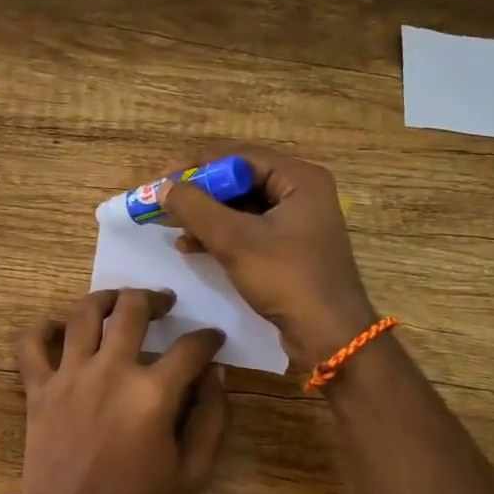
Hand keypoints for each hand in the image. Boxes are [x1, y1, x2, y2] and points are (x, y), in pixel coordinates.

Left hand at [13, 288, 229, 493]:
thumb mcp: (193, 475)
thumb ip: (212, 419)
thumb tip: (215, 374)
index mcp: (153, 394)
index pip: (190, 348)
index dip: (209, 339)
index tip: (214, 340)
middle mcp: (110, 371)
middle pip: (133, 310)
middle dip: (155, 298)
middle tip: (165, 302)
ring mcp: (68, 376)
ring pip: (84, 312)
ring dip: (106, 297)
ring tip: (119, 300)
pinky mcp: (37, 388)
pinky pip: (30, 343)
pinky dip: (42, 328)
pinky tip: (59, 328)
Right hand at [160, 147, 376, 368]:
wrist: (329, 335)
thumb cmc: (287, 279)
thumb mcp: (235, 240)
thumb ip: (196, 209)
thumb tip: (164, 187)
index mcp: (299, 180)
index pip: (239, 158)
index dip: (197, 167)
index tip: (164, 182)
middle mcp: (301, 193)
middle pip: (240, 181)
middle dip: (200, 195)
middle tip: (166, 205)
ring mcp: (297, 223)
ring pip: (241, 208)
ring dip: (207, 217)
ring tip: (175, 231)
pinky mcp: (289, 249)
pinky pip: (248, 230)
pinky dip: (220, 235)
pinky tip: (193, 248)